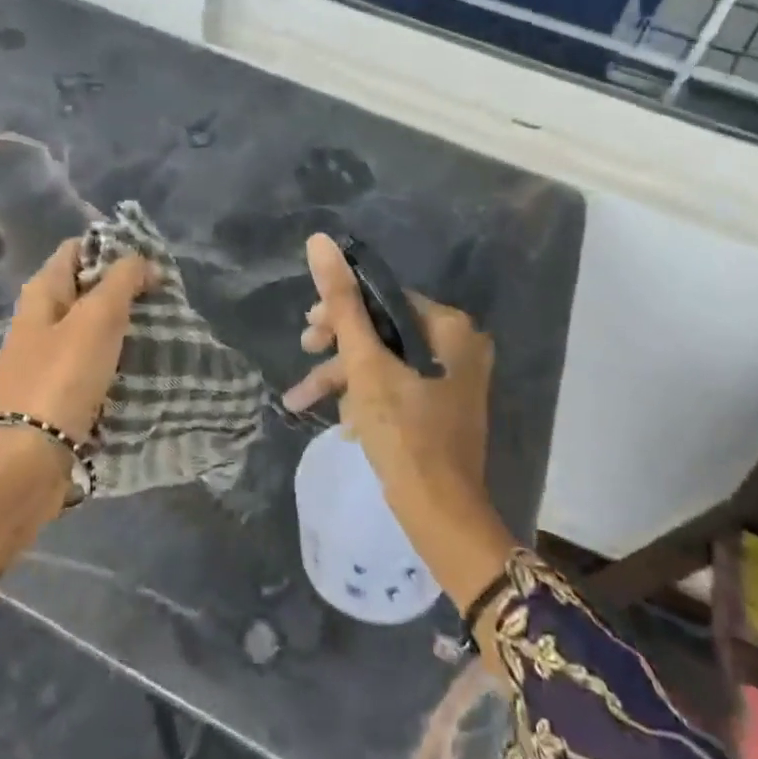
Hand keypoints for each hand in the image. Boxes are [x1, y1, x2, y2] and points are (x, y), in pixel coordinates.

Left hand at [0, 237, 157, 443]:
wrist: (26, 463)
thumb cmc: (61, 378)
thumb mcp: (97, 317)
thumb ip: (123, 280)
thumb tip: (144, 261)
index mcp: (41, 292)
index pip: (77, 249)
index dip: (112, 248)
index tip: (151, 263)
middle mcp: (39, 319)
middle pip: (86, 288)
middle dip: (124, 289)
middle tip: (164, 298)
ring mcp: (46, 357)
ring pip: (91, 327)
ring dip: (123, 326)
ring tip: (161, 330)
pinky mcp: (56, 392)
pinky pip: (91, 362)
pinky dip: (115, 359)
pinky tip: (141, 366)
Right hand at [282, 233, 513, 613]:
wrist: (440, 517)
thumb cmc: (403, 433)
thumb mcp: (365, 364)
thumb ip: (342, 303)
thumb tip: (319, 241)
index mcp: (450, 328)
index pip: (385, 299)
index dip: (342, 310)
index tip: (309, 329)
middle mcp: (458, 347)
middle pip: (383, 329)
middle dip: (339, 348)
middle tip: (305, 351)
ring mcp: (452, 380)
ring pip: (385, 362)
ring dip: (343, 379)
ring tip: (299, 400)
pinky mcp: (441, 408)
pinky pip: (396, 387)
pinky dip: (365, 399)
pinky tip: (340, 423)